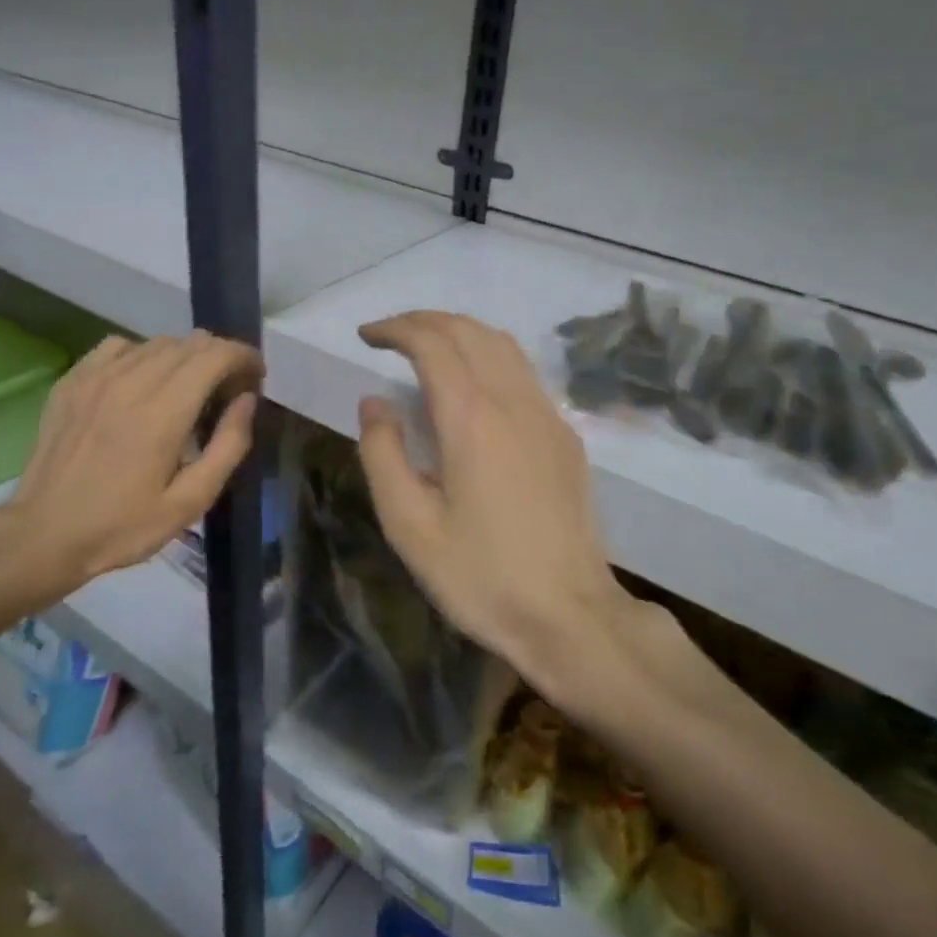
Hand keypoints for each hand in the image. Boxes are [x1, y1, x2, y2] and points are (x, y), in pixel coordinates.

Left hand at [0, 331, 261, 609]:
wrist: (44, 535)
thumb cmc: (123, 526)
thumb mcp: (190, 502)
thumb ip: (228, 446)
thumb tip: (247, 400)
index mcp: (164, 412)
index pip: (216, 355)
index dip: (244, 357)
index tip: (255, 378)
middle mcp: (131, 381)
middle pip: (190, 343)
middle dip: (220, 358)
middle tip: (227, 391)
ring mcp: (97, 377)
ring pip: (157, 342)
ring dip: (184, 357)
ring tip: (188, 388)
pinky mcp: (73, 380)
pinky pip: (119, 346)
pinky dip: (142, 355)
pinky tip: (142, 383)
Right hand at [355, 311, 657, 707]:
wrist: (570, 615)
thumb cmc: (481, 576)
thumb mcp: (410, 526)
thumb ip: (383, 454)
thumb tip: (375, 402)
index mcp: (471, 418)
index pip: (432, 342)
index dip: (395, 329)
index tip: (367, 335)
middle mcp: (513, 401)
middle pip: (469, 331)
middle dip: (425, 321)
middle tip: (390, 336)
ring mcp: (547, 415)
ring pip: (503, 344)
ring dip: (460, 332)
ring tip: (427, 349)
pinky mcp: (565, 435)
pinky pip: (524, 371)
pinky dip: (489, 355)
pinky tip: (474, 384)